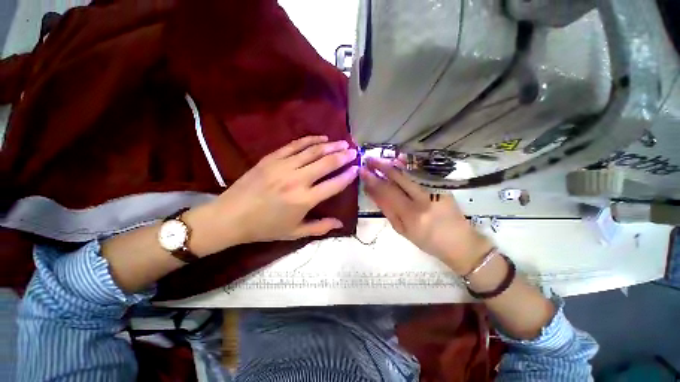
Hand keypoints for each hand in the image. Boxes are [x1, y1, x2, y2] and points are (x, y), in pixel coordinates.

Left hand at [186, 136, 357, 255]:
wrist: (230, 217)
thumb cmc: (265, 228)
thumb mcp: (295, 232)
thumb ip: (320, 228)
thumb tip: (340, 223)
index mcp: (304, 200)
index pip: (333, 184)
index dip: (347, 176)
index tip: (357, 168)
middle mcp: (297, 180)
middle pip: (326, 163)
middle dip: (343, 156)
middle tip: (353, 151)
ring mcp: (283, 166)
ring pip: (313, 151)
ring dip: (330, 145)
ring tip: (342, 142)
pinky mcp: (271, 158)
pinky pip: (295, 145)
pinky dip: (310, 140)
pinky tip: (321, 138)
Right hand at [360, 157, 492, 274]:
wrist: (460, 242)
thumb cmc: (427, 241)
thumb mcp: (402, 230)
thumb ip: (387, 209)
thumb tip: (372, 192)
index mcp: (411, 215)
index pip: (387, 192)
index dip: (373, 181)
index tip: (362, 172)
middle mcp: (423, 199)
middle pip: (398, 178)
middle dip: (381, 167)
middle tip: (369, 160)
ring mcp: (435, 190)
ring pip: (410, 173)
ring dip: (393, 164)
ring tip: (380, 158)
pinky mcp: (442, 186)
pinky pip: (422, 172)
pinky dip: (409, 165)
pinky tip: (399, 158)